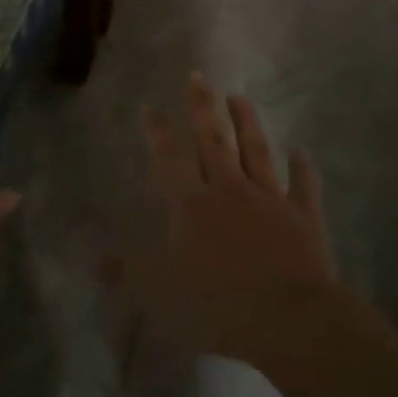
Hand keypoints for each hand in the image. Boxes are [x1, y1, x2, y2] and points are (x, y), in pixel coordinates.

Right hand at [115, 73, 335, 366]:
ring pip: (256, 152)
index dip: (158, 133)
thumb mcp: (160, 294)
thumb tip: (95, 256)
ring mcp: (269, 200)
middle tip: (199, 76)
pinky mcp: (303, 218)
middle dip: (203, 107)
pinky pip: (302, 186)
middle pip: (214, 141)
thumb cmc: (218, 306)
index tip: (150, 107)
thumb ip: (128, 271)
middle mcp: (229, 191)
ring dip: (247, 123)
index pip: (170, 160)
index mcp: (193, 207)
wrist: (288, 319)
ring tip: (239, 97)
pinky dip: (302, 168)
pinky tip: (301, 152)